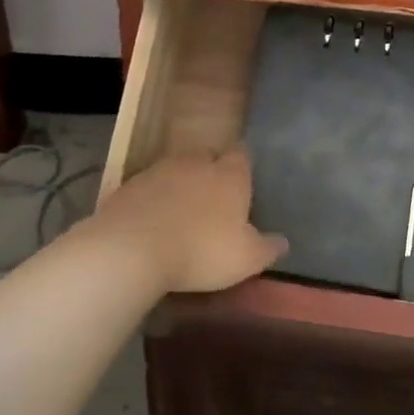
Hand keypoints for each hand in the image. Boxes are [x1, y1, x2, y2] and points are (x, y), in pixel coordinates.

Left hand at [87, 146, 288, 294]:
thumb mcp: (246, 259)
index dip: (242, 165)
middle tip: (214, 197)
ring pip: (176, 169)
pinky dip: (154, 198)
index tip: (243, 181)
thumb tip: (283, 242)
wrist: (132, 248)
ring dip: (181, 183)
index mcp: (229, 174)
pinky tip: (153, 220)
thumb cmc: (202, 250)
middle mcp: (196, 162)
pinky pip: (149, 186)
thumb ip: (267, 248)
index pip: (241, 155)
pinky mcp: (130, 185)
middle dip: (211, 171)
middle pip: (208, 156)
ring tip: (182, 210)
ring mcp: (160, 170)